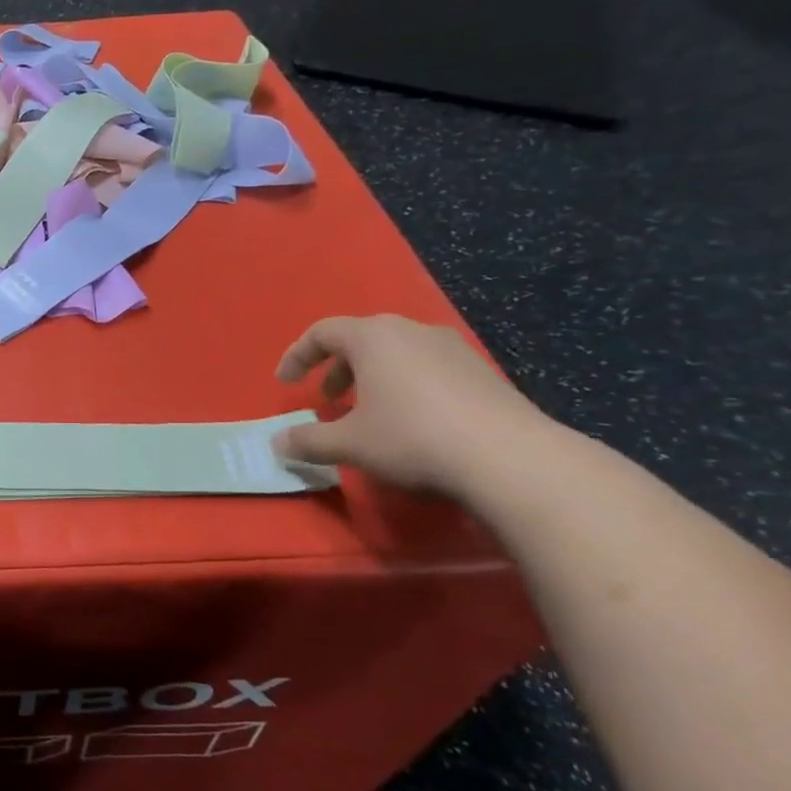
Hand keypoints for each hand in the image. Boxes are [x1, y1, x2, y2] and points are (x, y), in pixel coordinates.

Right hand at [271, 314, 551, 496]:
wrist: (512, 459)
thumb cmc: (412, 438)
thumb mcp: (349, 443)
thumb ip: (307, 440)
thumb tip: (277, 443)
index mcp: (373, 337)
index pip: (321, 332)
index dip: (297, 356)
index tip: (285, 382)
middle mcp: (411, 331)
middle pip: (361, 339)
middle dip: (337, 368)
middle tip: (327, 399)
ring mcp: (453, 349)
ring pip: (398, 353)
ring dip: (373, 378)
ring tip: (369, 413)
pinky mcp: (483, 373)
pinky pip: (428, 369)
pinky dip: (407, 387)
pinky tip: (413, 422)